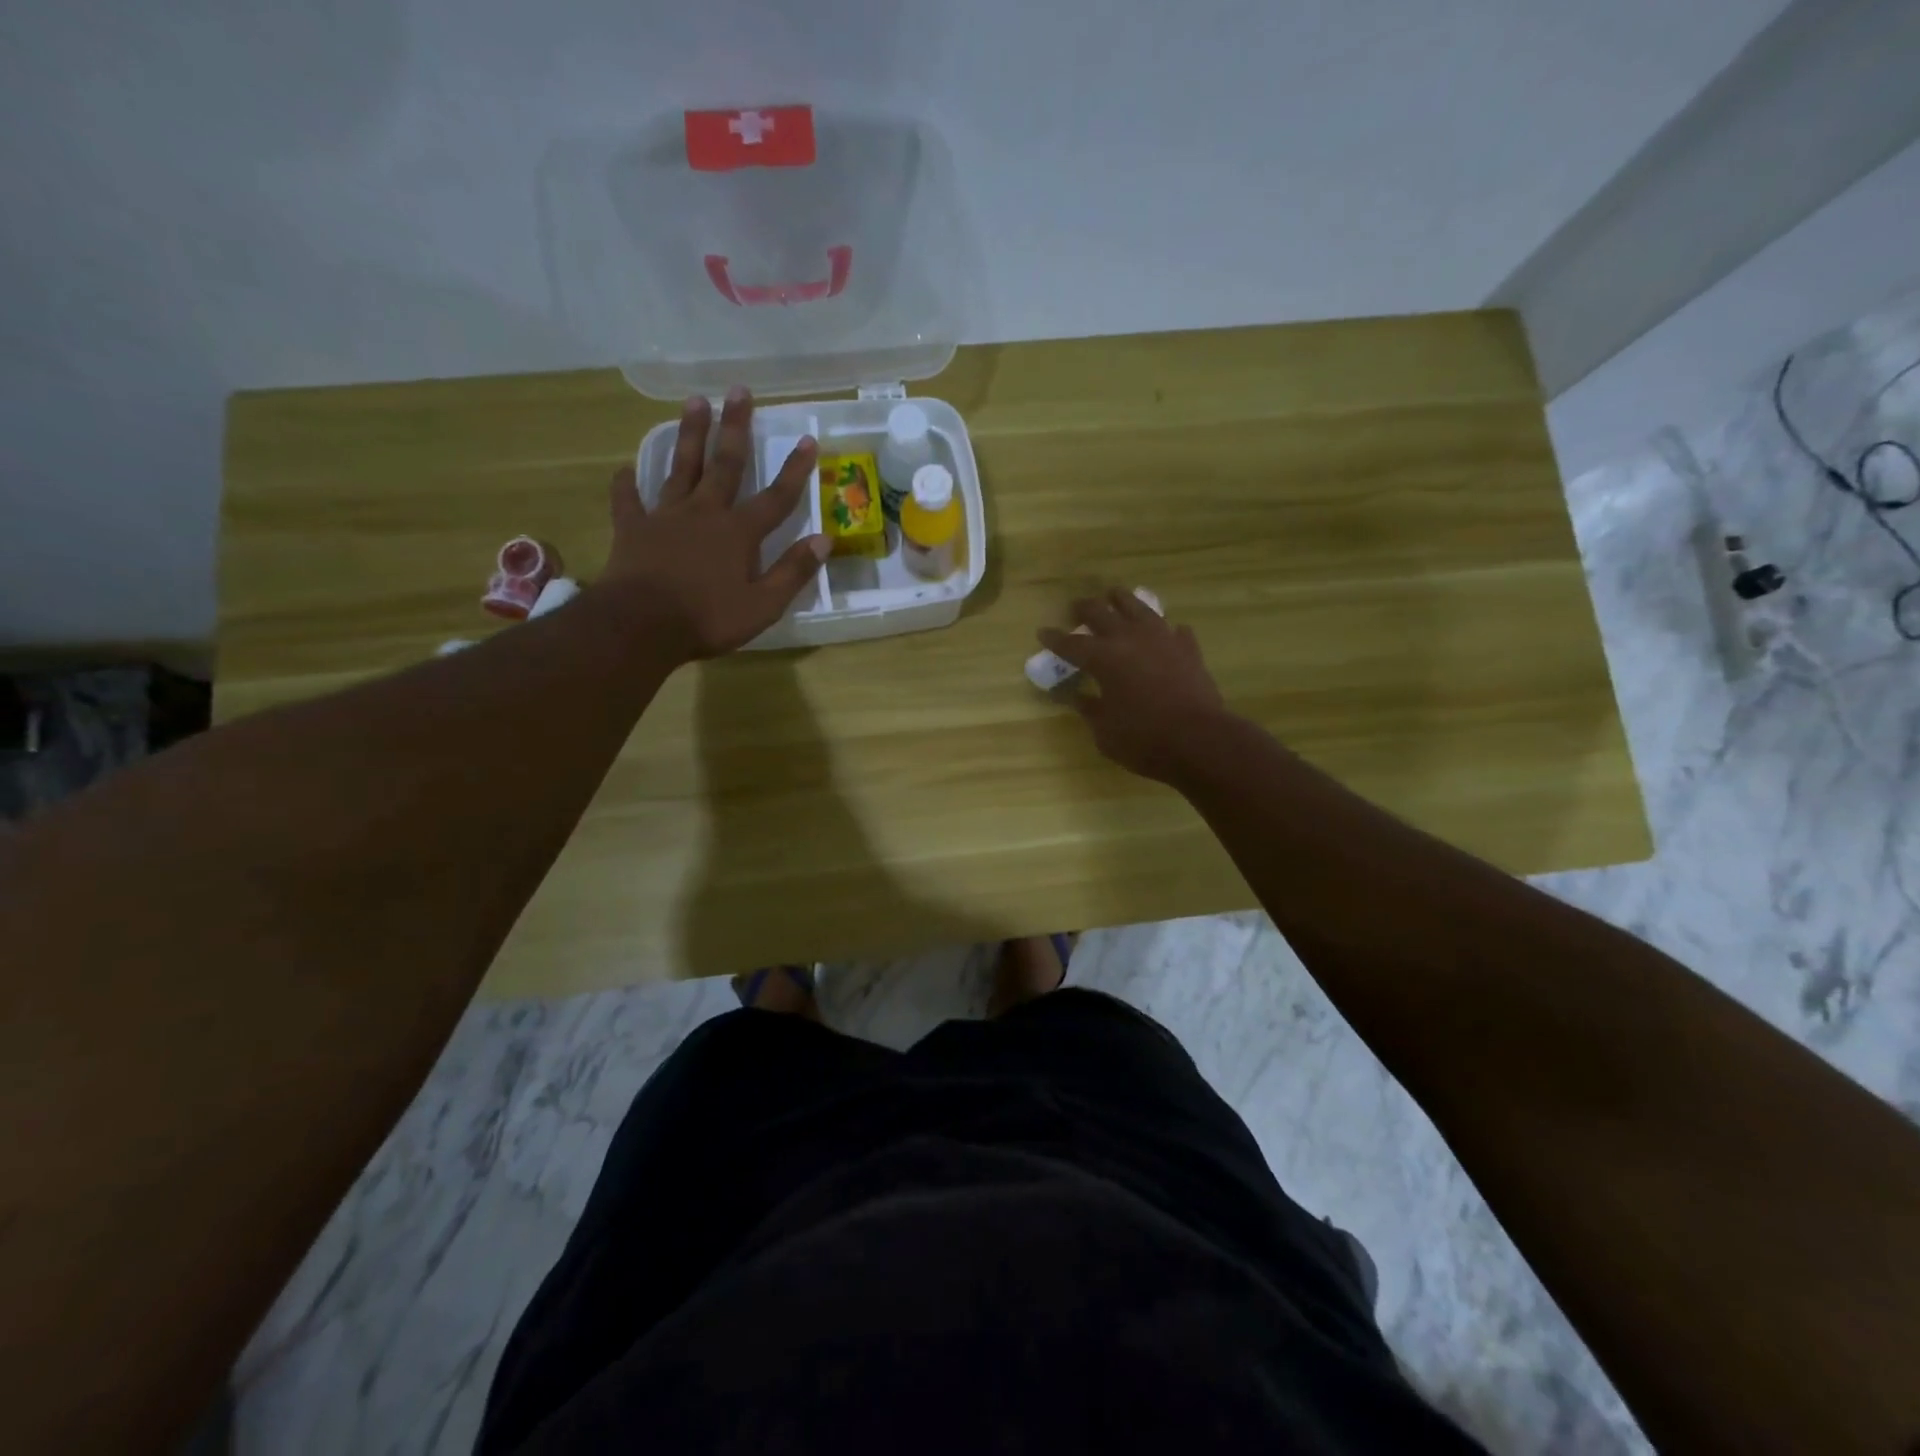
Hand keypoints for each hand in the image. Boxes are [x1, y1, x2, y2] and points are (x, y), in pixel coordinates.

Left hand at [599, 388, 828, 662]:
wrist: (641, 626)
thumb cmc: (708, 619)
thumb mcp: (763, 605)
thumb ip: (793, 571)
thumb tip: (825, 539)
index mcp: (739, 533)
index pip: (776, 497)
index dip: (794, 470)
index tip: (808, 439)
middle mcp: (705, 513)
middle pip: (725, 464)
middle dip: (735, 427)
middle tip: (739, 391)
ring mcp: (666, 517)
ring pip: (680, 468)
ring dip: (689, 435)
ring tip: (694, 402)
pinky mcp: (633, 529)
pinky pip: (629, 500)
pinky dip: (627, 484)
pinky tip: (624, 469)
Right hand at [1038, 590, 1232, 782]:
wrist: (1199, 740)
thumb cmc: (1143, 739)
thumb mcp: (1105, 731)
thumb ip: (1090, 709)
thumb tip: (1079, 697)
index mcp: (1103, 658)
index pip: (1071, 644)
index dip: (1055, 638)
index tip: (1042, 631)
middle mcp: (1130, 639)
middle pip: (1102, 613)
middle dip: (1085, 608)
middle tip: (1076, 607)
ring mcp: (1162, 639)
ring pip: (1138, 607)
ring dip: (1122, 600)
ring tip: (1114, 595)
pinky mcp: (1188, 649)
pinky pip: (1173, 631)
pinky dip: (1164, 630)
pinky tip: (1166, 631)